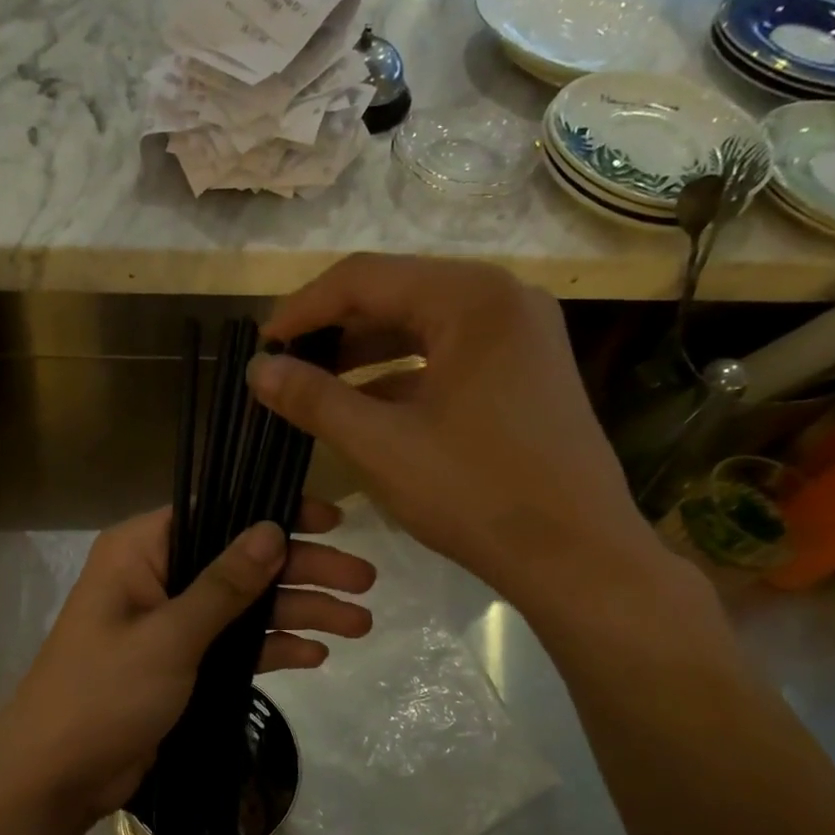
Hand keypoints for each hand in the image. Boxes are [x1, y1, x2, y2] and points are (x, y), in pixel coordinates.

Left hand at [0, 499, 374, 833]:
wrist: (55, 778)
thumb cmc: (103, 693)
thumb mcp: (169, 636)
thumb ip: (224, 585)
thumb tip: (273, 528)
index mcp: (140, 551)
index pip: (217, 511)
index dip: (275, 511)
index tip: (331, 519)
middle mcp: (157, 576)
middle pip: (242, 561)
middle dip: (303, 570)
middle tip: (365, 580)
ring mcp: (171, 622)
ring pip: (246, 605)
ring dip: (299, 611)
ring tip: (361, 623)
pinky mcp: (182, 663)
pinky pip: (235, 644)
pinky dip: (272, 647)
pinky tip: (317, 655)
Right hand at [248, 254, 664, 613]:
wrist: (577, 556)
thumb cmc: (476, 493)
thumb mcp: (380, 445)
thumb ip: (313, 399)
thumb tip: (257, 370)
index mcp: (471, 298)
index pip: (363, 278)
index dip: (301, 310)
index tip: (260, 348)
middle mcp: (502, 298)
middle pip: (395, 294)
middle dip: (332, 330)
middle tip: (283, 367)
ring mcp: (520, 335)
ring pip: (421, 326)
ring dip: (363, 353)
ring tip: (313, 385)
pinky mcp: (525, 370)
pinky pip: (448, 355)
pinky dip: (401, 375)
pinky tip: (365, 406)